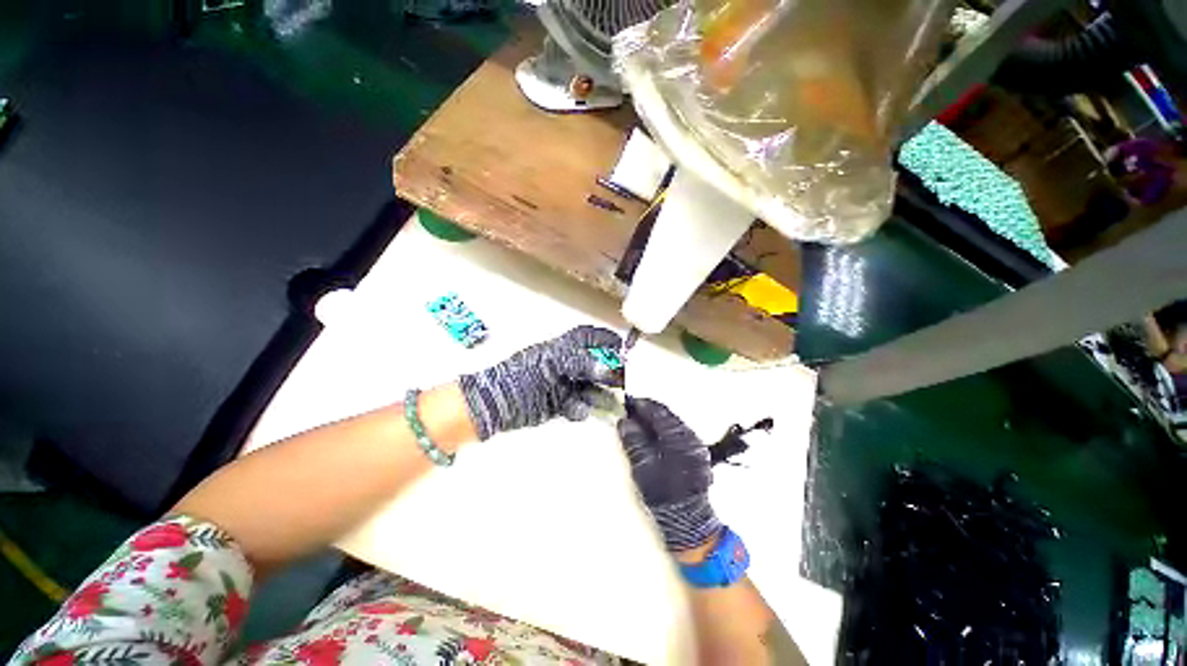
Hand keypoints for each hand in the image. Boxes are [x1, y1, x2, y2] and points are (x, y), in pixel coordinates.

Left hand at [459, 326, 623, 439]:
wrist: (499, 402)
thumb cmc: (524, 374)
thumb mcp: (552, 362)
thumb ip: (580, 362)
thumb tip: (606, 369)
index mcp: (561, 348)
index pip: (587, 337)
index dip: (604, 338)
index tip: (622, 345)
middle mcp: (565, 365)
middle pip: (594, 364)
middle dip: (609, 371)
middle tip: (624, 379)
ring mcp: (563, 385)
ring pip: (590, 387)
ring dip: (601, 394)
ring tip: (614, 402)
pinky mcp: (559, 404)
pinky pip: (578, 405)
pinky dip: (580, 409)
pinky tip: (575, 410)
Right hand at [618, 398, 720, 551]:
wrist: (687, 520)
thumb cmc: (663, 493)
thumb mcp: (643, 467)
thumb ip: (634, 441)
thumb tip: (624, 421)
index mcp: (679, 438)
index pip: (658, 412)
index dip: (641, 405)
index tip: (627, 402)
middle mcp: (690, 436)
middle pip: (666, 415)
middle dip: (647, 411)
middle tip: (629, 411)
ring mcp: (695, 444)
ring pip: (671, 423)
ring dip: (654, 420)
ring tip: (637, 422)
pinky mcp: (696, 452)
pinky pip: (676, 433)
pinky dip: (662, 430)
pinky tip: (651, 435)